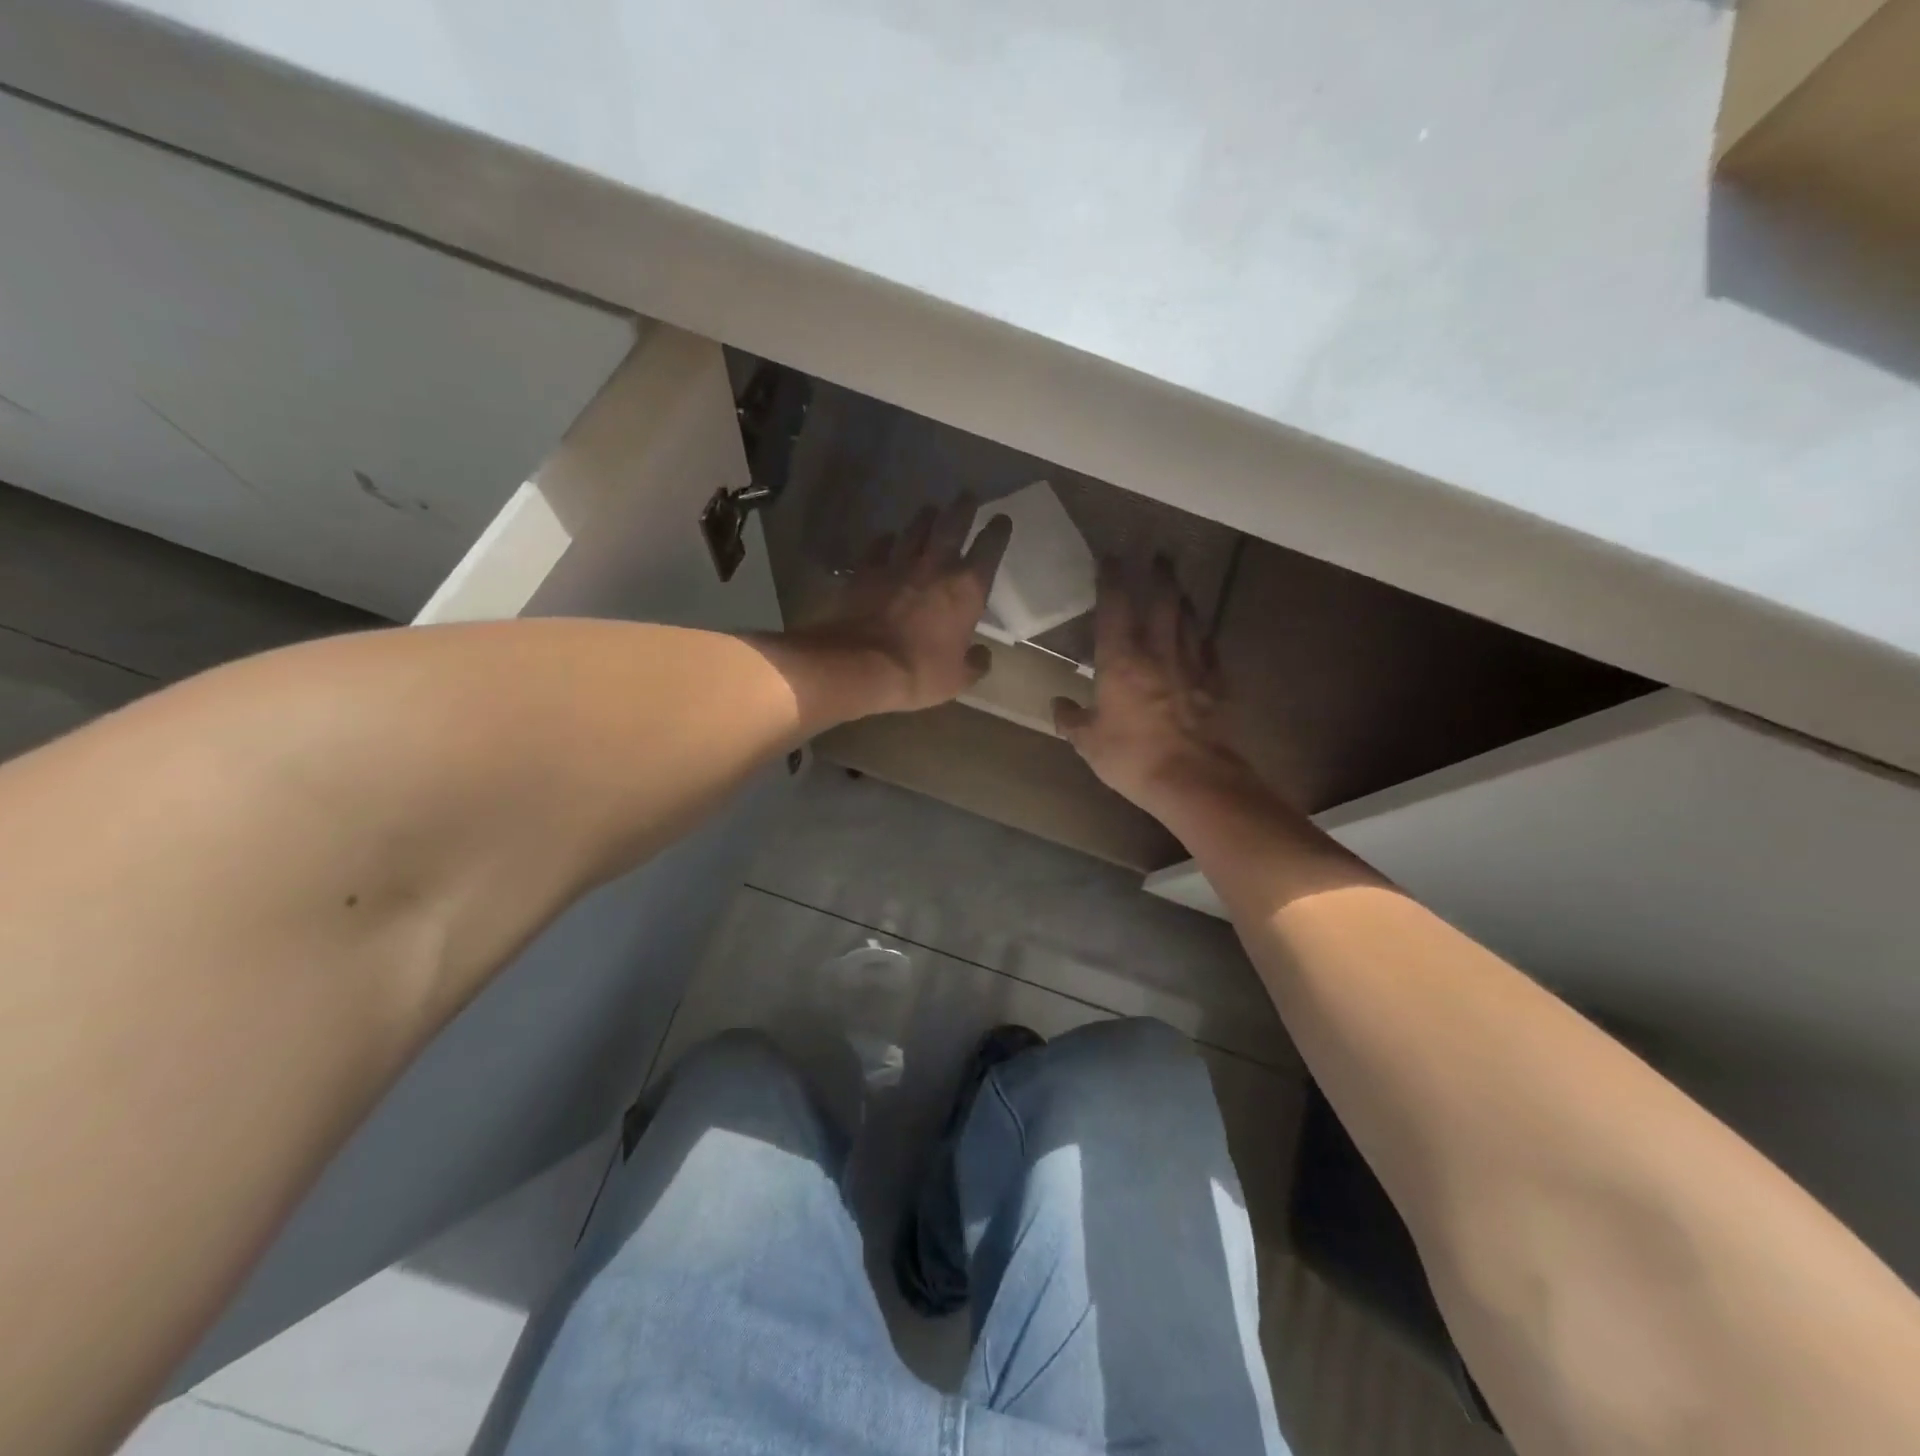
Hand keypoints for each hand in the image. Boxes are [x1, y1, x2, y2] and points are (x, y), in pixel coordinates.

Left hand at [801, 494, 1012, 715]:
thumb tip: (983, 655)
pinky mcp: (866, 569)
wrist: (861, 664)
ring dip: (925, 517)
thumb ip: (975, 663)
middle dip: (963, 507)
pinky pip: (879, 546)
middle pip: (952, 524)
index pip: (990, 548)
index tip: (1002, 520)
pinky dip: (886, 540)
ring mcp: (898, 563)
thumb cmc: (919, 672)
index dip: (998, 531)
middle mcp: (935, 566)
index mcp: (967, 588)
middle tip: (967, 496)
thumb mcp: (958, 679)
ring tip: (930, 510)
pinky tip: (887, 539)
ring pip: (915, 529)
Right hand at [1053, 557, 1261, 815]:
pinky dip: (1204, 637)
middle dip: (1159, 576)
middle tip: (1159, 555)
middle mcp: (1159, 653)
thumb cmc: (1132, 757)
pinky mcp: (1216, 685)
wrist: (1193, 779)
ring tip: (1180, 587)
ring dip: (1184, 600)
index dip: (1111, 579)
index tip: (1110, 557)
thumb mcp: (1089, 743)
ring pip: (1189, 621)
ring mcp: (1193, 667)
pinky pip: (1209, 651)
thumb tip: (1058, 705)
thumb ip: (1071, 720)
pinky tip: (1203, 634)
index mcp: (1121, 662)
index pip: (1115, 608)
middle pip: (1162, 603)